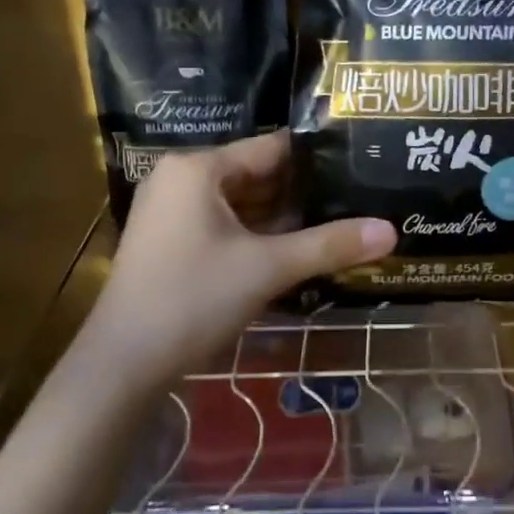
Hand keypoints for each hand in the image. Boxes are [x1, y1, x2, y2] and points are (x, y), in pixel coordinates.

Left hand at [86, 132, 394, 387]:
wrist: (122, 365)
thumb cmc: (193, 299)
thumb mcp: (268, 268)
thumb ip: (330, 245)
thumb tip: (391, 231)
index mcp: (197, 168)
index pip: (271, 148)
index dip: (317, 159)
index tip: (359, 166)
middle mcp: (180, 179)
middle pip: (256, 175)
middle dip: (303, 193)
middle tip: (357, 199)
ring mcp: (170, 212)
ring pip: (241, 204)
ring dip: (282, 218)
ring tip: (337, 222)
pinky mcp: (169, 242)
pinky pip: (224, 225)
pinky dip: (257, 236)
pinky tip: (296, 249)